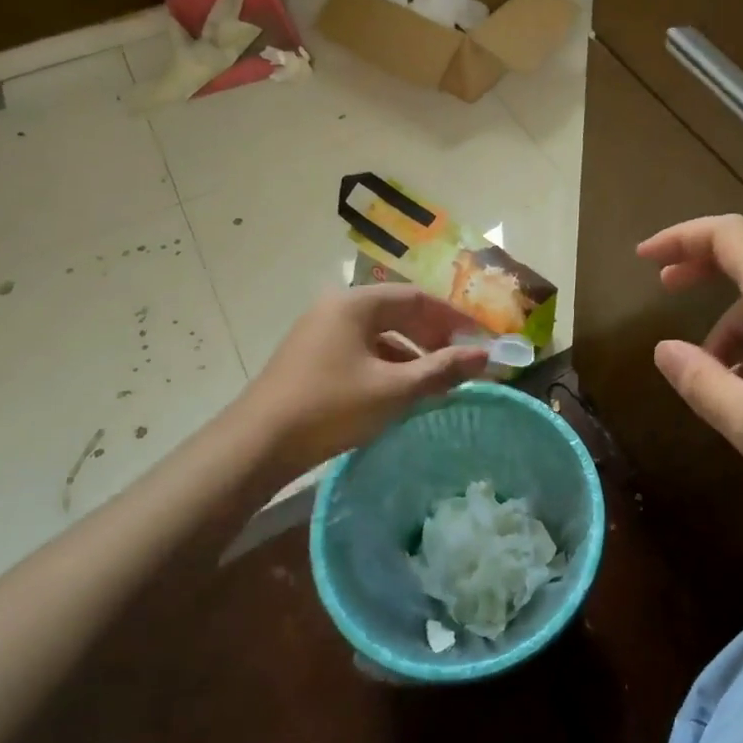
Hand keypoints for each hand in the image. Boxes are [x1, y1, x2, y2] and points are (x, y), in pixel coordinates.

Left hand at [242, 286, 490, 467]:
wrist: (256, 445)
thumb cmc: (330, 407)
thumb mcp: (394, 390)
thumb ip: (441, 370)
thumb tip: (486, 356)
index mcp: (356, 303)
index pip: (417, 297)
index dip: (452, 317)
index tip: (479, 338)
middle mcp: (337, 308)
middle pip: (397, 312)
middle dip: (433, 335)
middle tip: (461, 359)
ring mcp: (320, 332)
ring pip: (379, 334)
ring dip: (412, 353)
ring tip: (437, 379)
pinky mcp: (312, 357)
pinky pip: (361, 350)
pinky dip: (387, 364)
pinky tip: (401, 391)